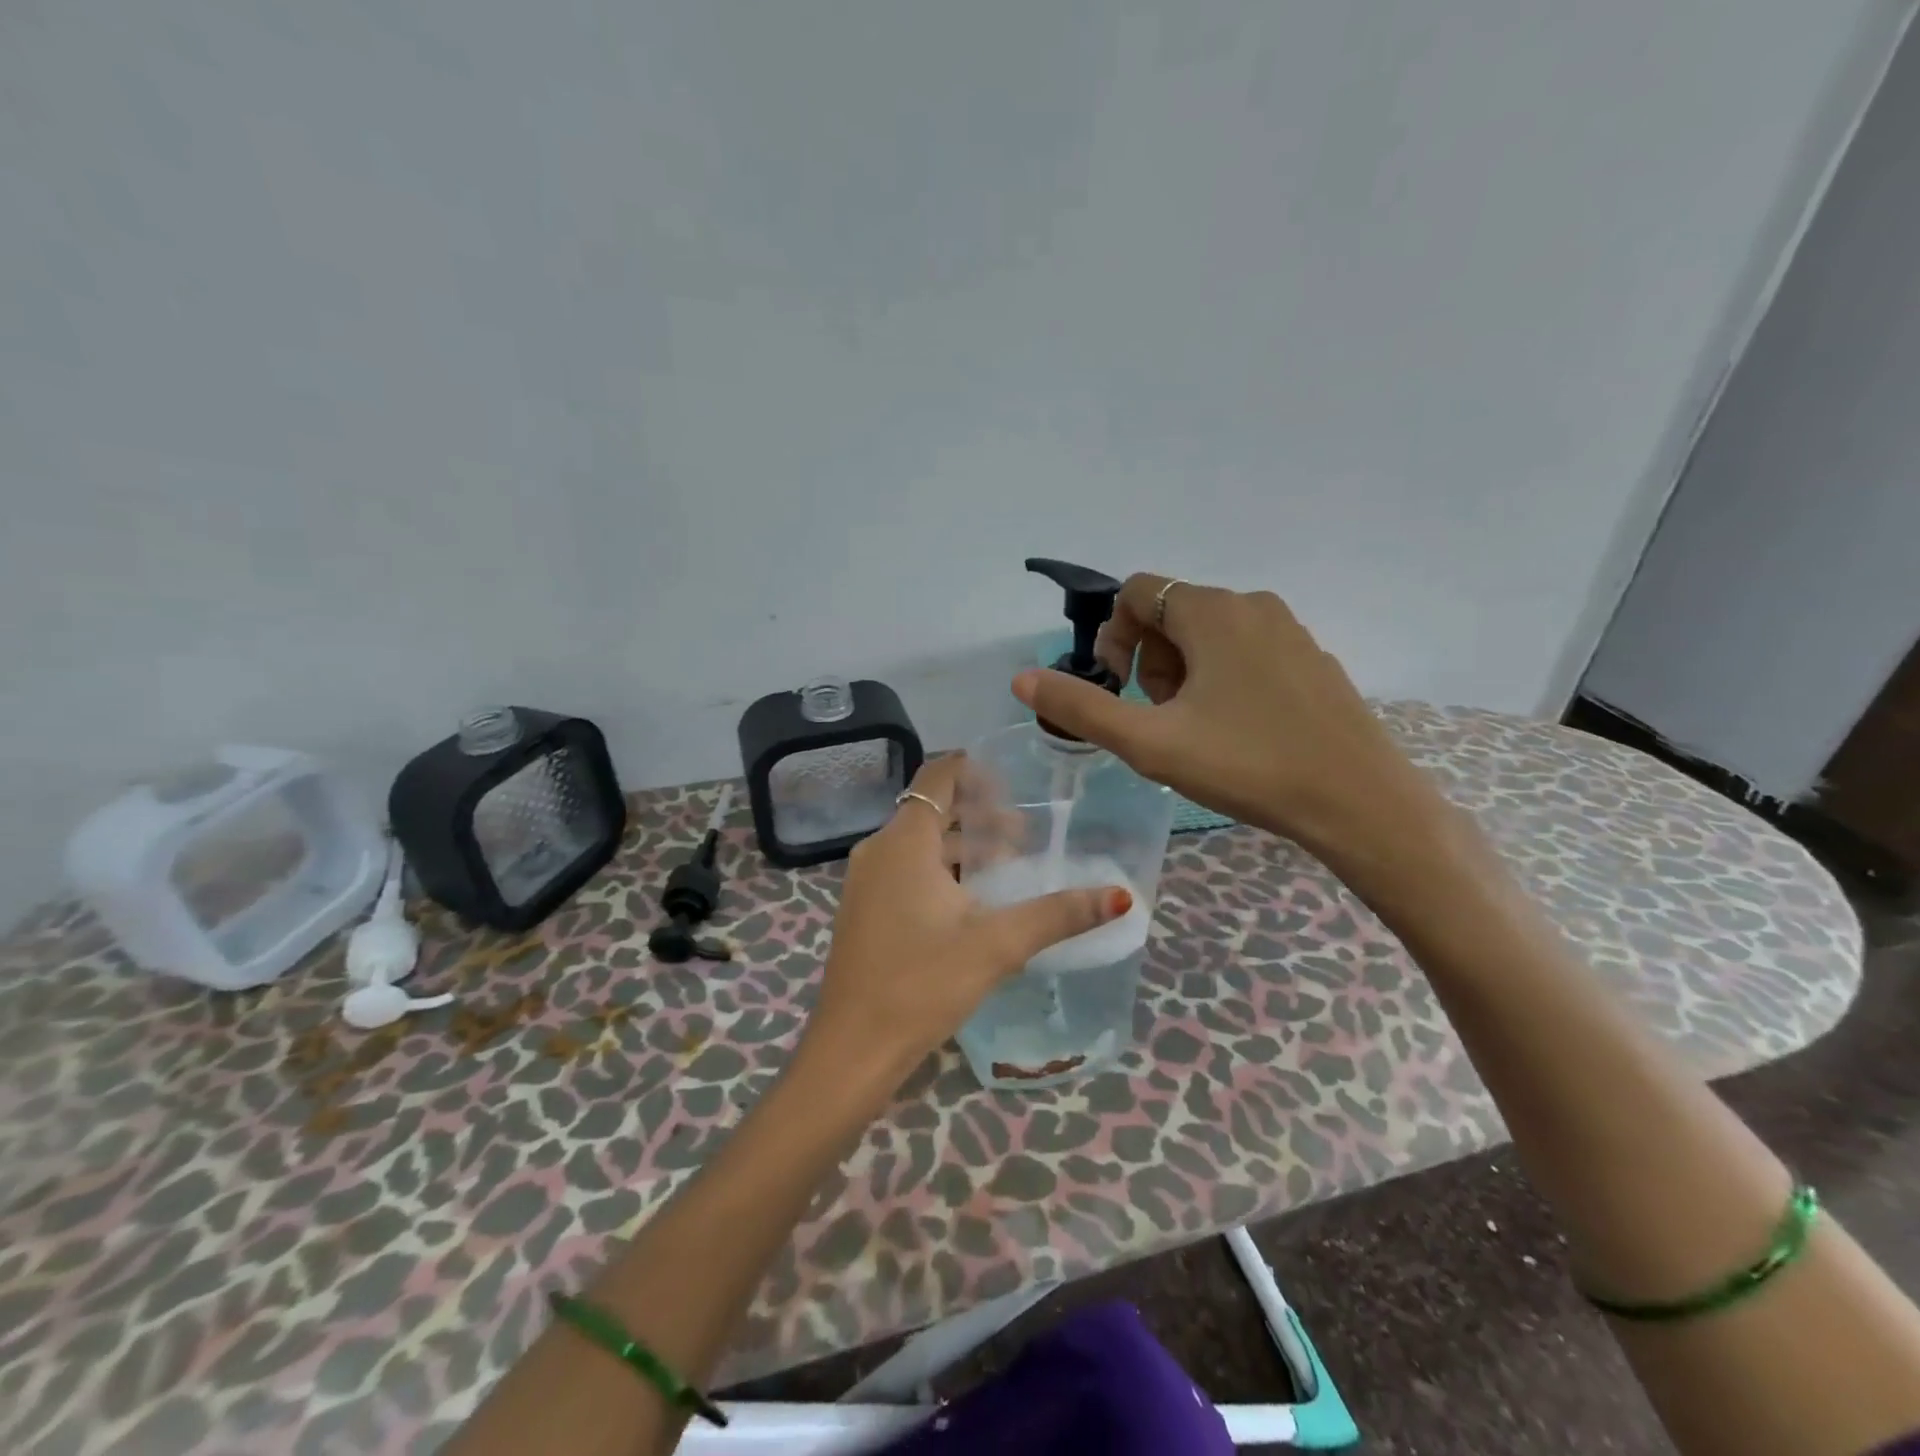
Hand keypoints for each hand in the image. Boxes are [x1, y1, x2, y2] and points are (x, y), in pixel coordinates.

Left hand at [802, 756, 1131, 1087]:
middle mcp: (879, 850)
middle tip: (1027, 834)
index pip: (938, 776)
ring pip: (921, 843)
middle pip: (934, 810)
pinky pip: (908, 870)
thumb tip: (1120, 895)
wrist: (852, 1049)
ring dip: (964, 846)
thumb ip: (1058, 914)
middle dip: (981, 814)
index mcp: (904, 842)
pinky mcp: (866, 909)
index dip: (974, 768)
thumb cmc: (921, 985)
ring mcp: (867, 881)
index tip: (1015, 778)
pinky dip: (942, 870)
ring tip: (1010, 867)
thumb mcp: (997, 945)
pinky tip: (974, 901)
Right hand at [1012, 574, 1440, 866]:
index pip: (1138, 592)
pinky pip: (1247, 652)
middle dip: (1149, 660)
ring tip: (1195, 729)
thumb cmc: (1246, 765)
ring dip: (1184, 673)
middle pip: (1172, 613)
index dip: (1113, 637)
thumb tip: (1022, 679)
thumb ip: (1081, 707)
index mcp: (1212, 611)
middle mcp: (1252, 605)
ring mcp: (1290, 631)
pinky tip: (1237, 732)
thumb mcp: (1149, 742)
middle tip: (1160, 717)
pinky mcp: (1312, 660)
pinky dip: (1223, 680)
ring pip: (1210, 634)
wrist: (1358, 803)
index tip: (1121, 689)